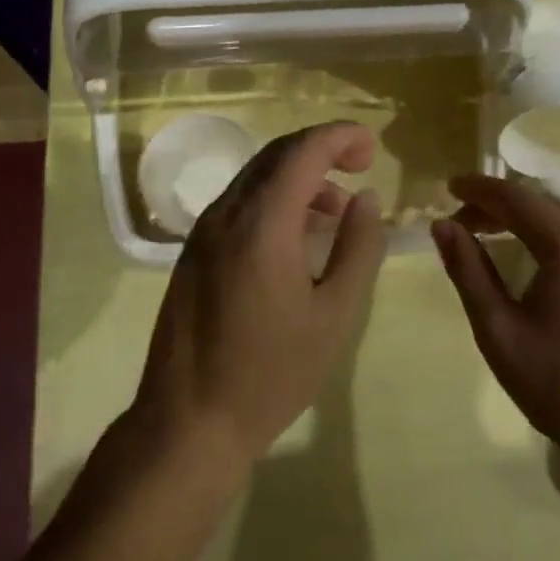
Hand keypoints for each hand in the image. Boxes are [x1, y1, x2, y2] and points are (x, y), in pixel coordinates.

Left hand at [133, 122, 387, 471]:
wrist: (187, 422)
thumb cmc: (270, 374)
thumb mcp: (334, 316)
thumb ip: (357, 248)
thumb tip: (366, 199)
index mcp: (262, 223)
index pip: (303, 151)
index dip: (340, 137)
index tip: (372, 148)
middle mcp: (227, 213)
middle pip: (276, 154)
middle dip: (322, 149)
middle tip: (360, 166)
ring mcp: (204, 231)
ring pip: (256, 176)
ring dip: (299, 175)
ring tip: (336, 209)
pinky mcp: (194, 251)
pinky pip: (240, 202)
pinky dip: (274, 198)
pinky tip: (297, 233)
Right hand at [431, 175, 559, 473]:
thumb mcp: (499, 330)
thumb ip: (468, 271)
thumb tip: (443, 225)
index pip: (516, 197)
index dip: (479, 188)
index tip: (448, 187)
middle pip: (542, 203)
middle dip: (499, 205)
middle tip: (462, 220)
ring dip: (524, 220)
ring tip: (489, 235)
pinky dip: (549, 237)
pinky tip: (531, 260)